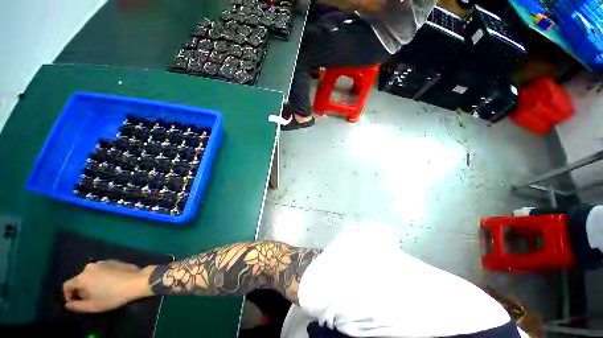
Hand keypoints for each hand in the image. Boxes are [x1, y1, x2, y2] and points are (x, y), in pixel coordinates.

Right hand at [63, 260, 155, 312]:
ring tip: (101, 292)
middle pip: (80, 279)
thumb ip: (77, 306)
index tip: (74, 303)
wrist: (136, 281)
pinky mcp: (114, 261)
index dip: (68, 295)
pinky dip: (101, 277)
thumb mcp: (92, 306)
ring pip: (91, 275)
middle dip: (81, 290)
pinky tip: (111, 284)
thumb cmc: (113, 296)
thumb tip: (68, 304)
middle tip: (90, 299)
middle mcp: (90, 266)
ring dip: (92, 283)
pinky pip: (102, 270)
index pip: (67, 285)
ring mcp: (103, 262)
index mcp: (82, 276)